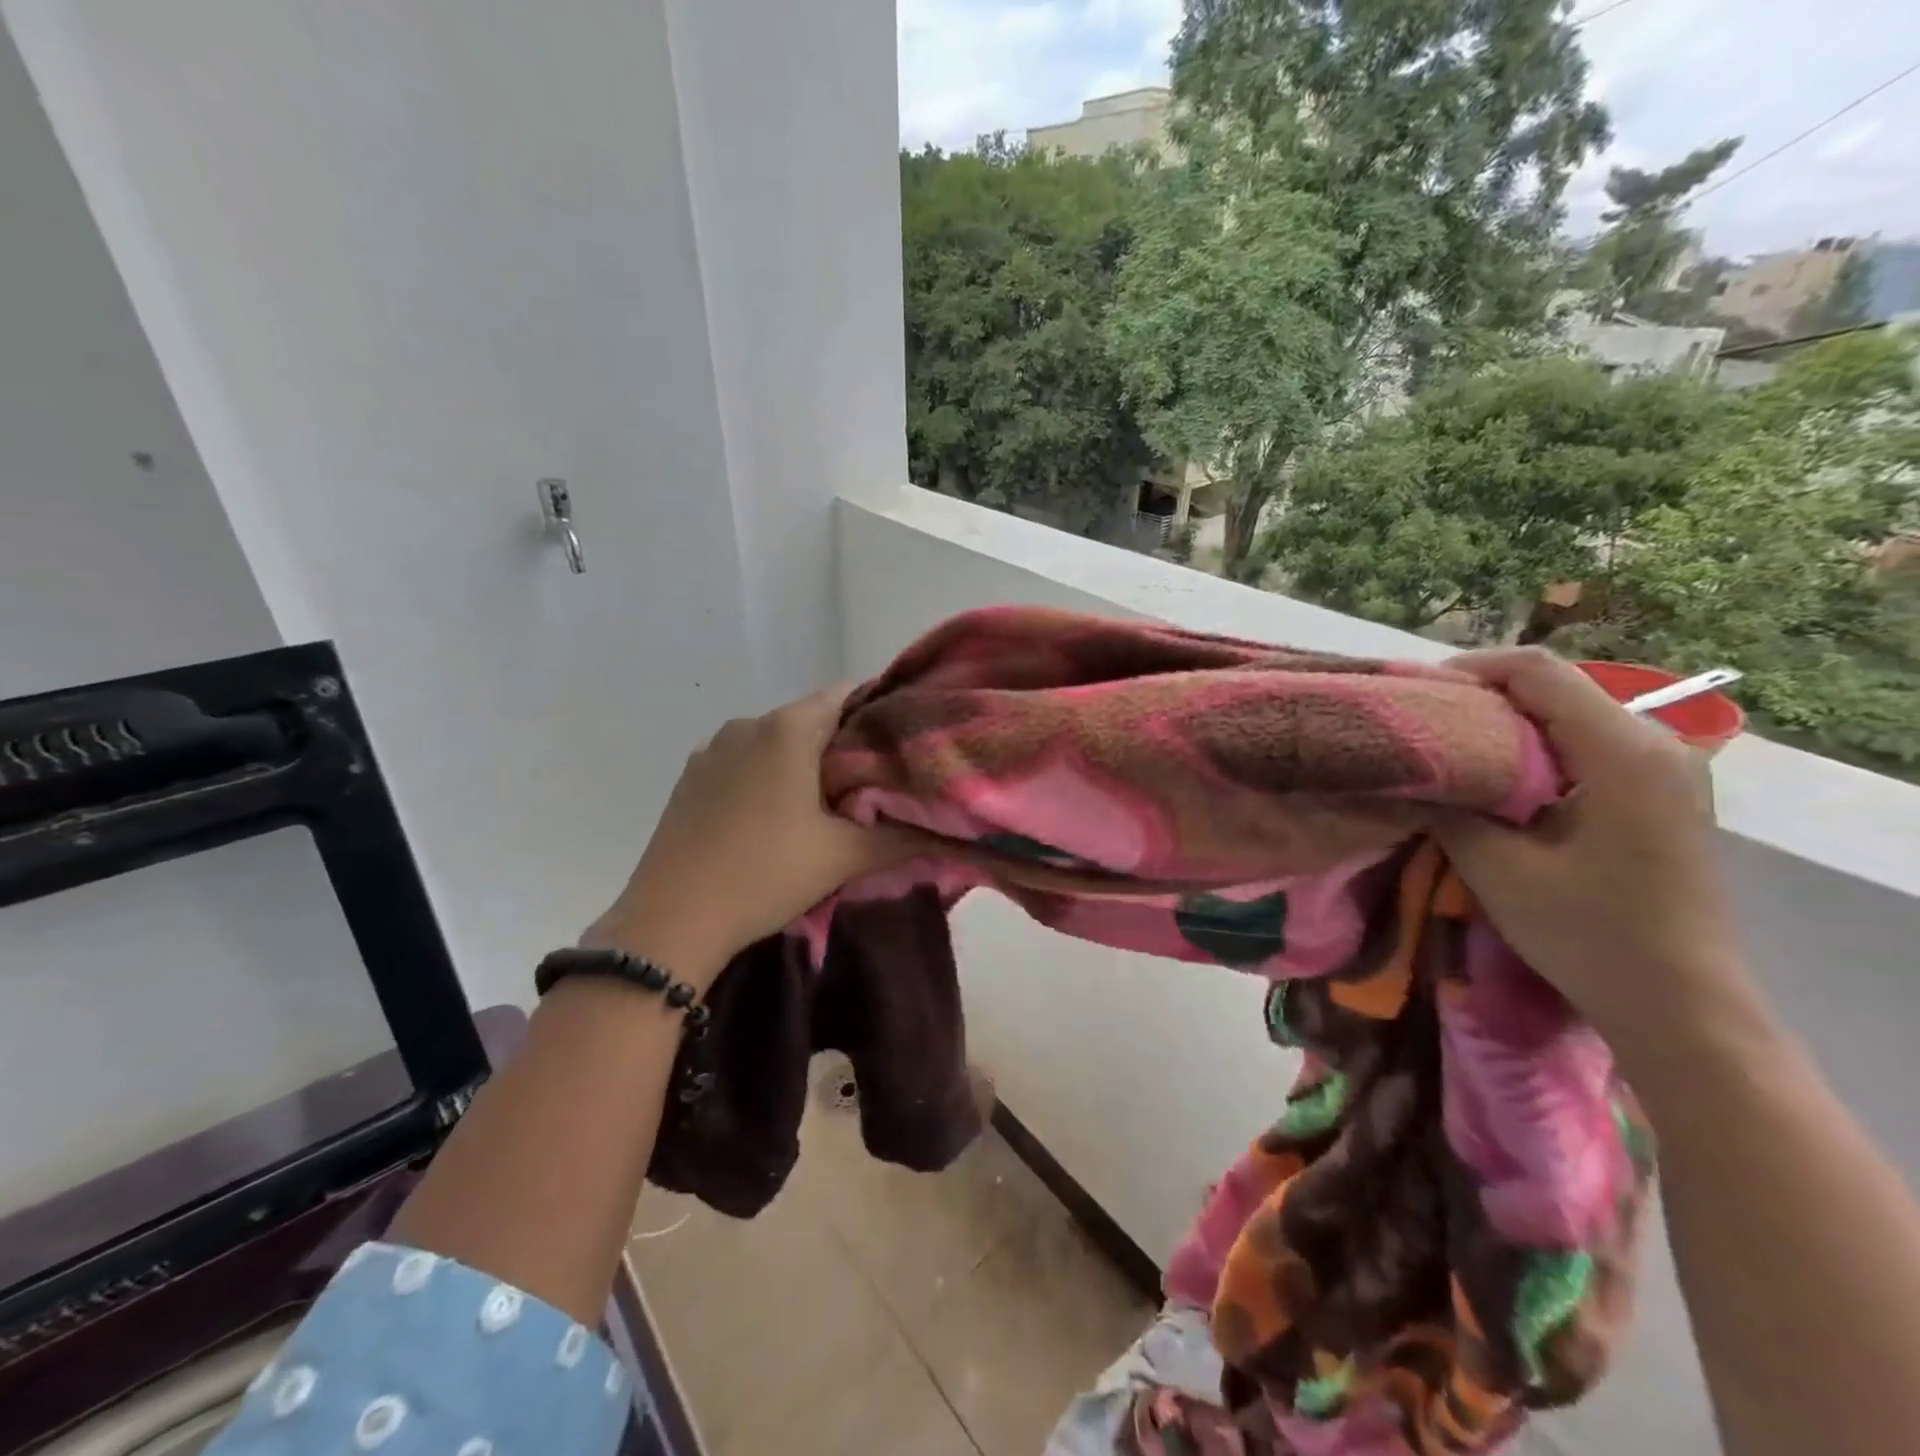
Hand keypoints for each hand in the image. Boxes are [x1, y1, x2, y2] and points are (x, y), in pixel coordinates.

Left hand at [584, 685, 909, 988]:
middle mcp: (747, 725)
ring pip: (776, 741)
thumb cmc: (765, 874)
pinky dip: (768, 775)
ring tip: (828, 804)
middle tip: (875, 784)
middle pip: (812, 719)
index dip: (880, 714)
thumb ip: (901, 838)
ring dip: (804, 762)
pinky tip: (776, 816)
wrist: (671, 921)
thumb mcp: (843, 857)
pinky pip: (744, 760)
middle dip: (844, 745)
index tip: (903, 744)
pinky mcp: (691, 777)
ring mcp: (712, 749)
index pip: (847, 695)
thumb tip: (951, 833)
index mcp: (788, 729)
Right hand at [1434, 649, 1754, 1057]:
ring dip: (1504, 726)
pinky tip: (1495, 782)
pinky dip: (1533, 750)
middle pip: (1554, 688)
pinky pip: (1585, 746)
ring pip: (1568, 716)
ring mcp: (1666, 769)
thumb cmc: (1590, 934)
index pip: (1537, 672)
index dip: (1469, 669)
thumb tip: (1407, 771)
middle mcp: (1655, 744)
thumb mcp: (1497, 868)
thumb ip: (1448, 806)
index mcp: (1622, 751)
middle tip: (1420, 727)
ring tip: (1448, 753)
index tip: (1415, 695)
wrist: (1683, 1005)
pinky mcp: (1660, 794)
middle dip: (1480, 698)